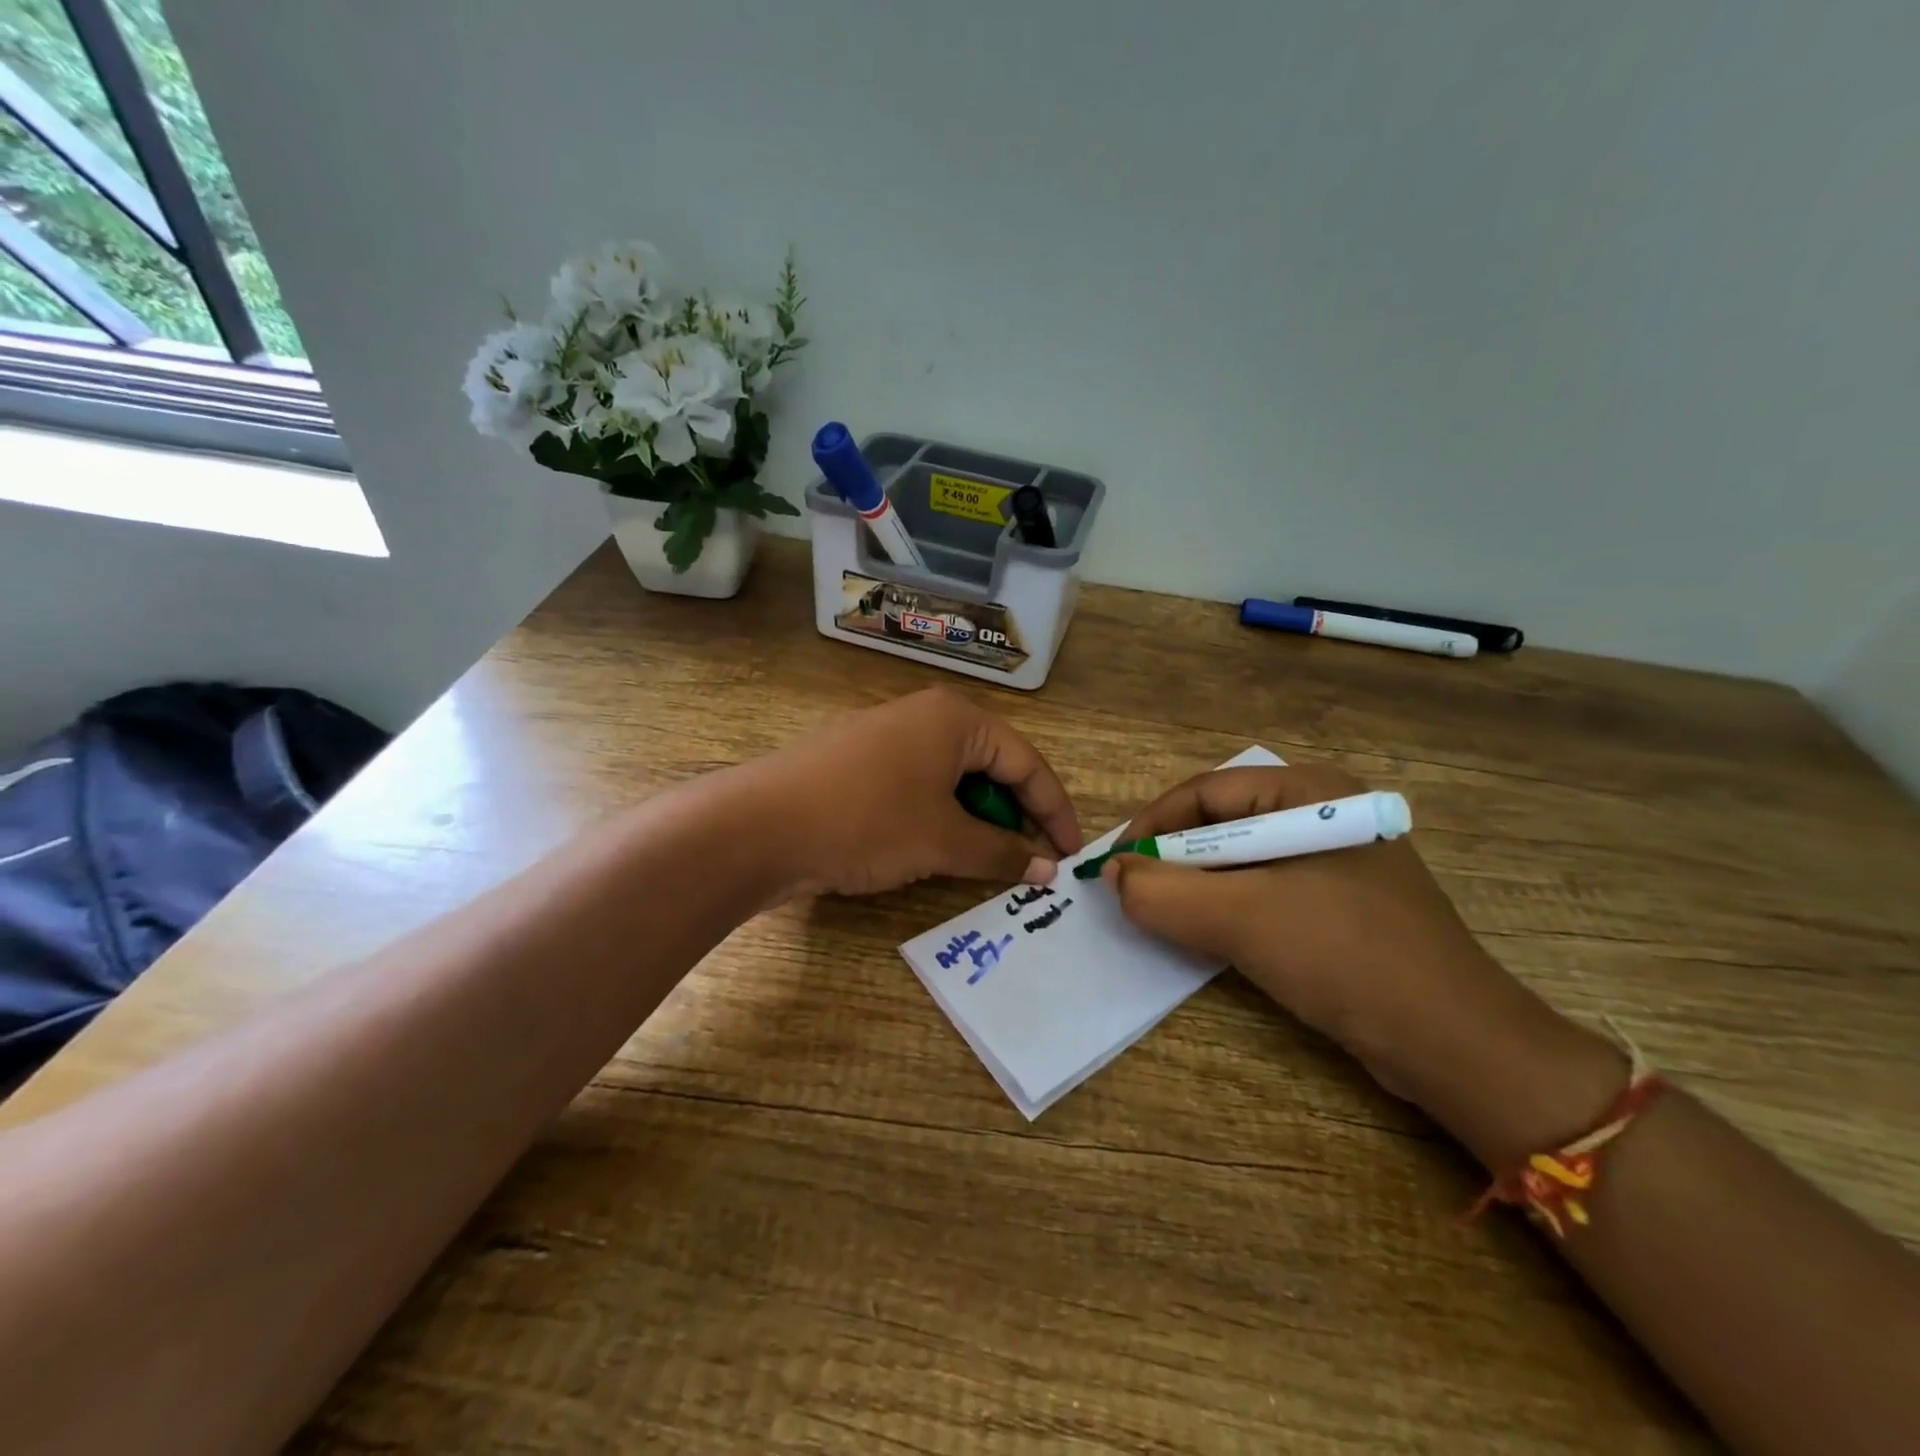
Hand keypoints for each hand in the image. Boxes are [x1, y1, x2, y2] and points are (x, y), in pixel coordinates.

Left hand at [750, 688, 1081, 897]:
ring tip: (986, 862)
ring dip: (976, 821)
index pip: (1027, 763)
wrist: (759, 825)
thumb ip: (1002, 853)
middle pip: (991, 767)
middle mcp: (925, 716)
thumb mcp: (944, 841)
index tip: (1071, 856)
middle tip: (1030, 863)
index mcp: (956, 719)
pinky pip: (920, 787)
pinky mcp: (860, 763)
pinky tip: (938, 849)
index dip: (1055, 812)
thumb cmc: (868, 821)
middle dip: (1014, 817)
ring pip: (954, 780)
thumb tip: (1046, 869)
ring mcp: (888, 738)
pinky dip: (940, 818)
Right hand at [1103, 763, 1616, 1162]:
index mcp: (1311, 793)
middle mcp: (1324, 814)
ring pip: (1241, 861)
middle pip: (1223, 823)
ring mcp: (1336, 861)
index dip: (1152, 824)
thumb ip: (1162, 892)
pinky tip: (1210, 935)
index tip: (1113, 864)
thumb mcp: (1240, 919)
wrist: (1454, 1044)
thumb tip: (1111, 874)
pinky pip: (1265, 891)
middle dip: (1173, 858)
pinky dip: (1228, 909)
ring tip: (1163, 916)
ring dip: (1197, 888)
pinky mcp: (1341, 903)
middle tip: (1133, 893)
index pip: (1207, 792)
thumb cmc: (1344, 957)